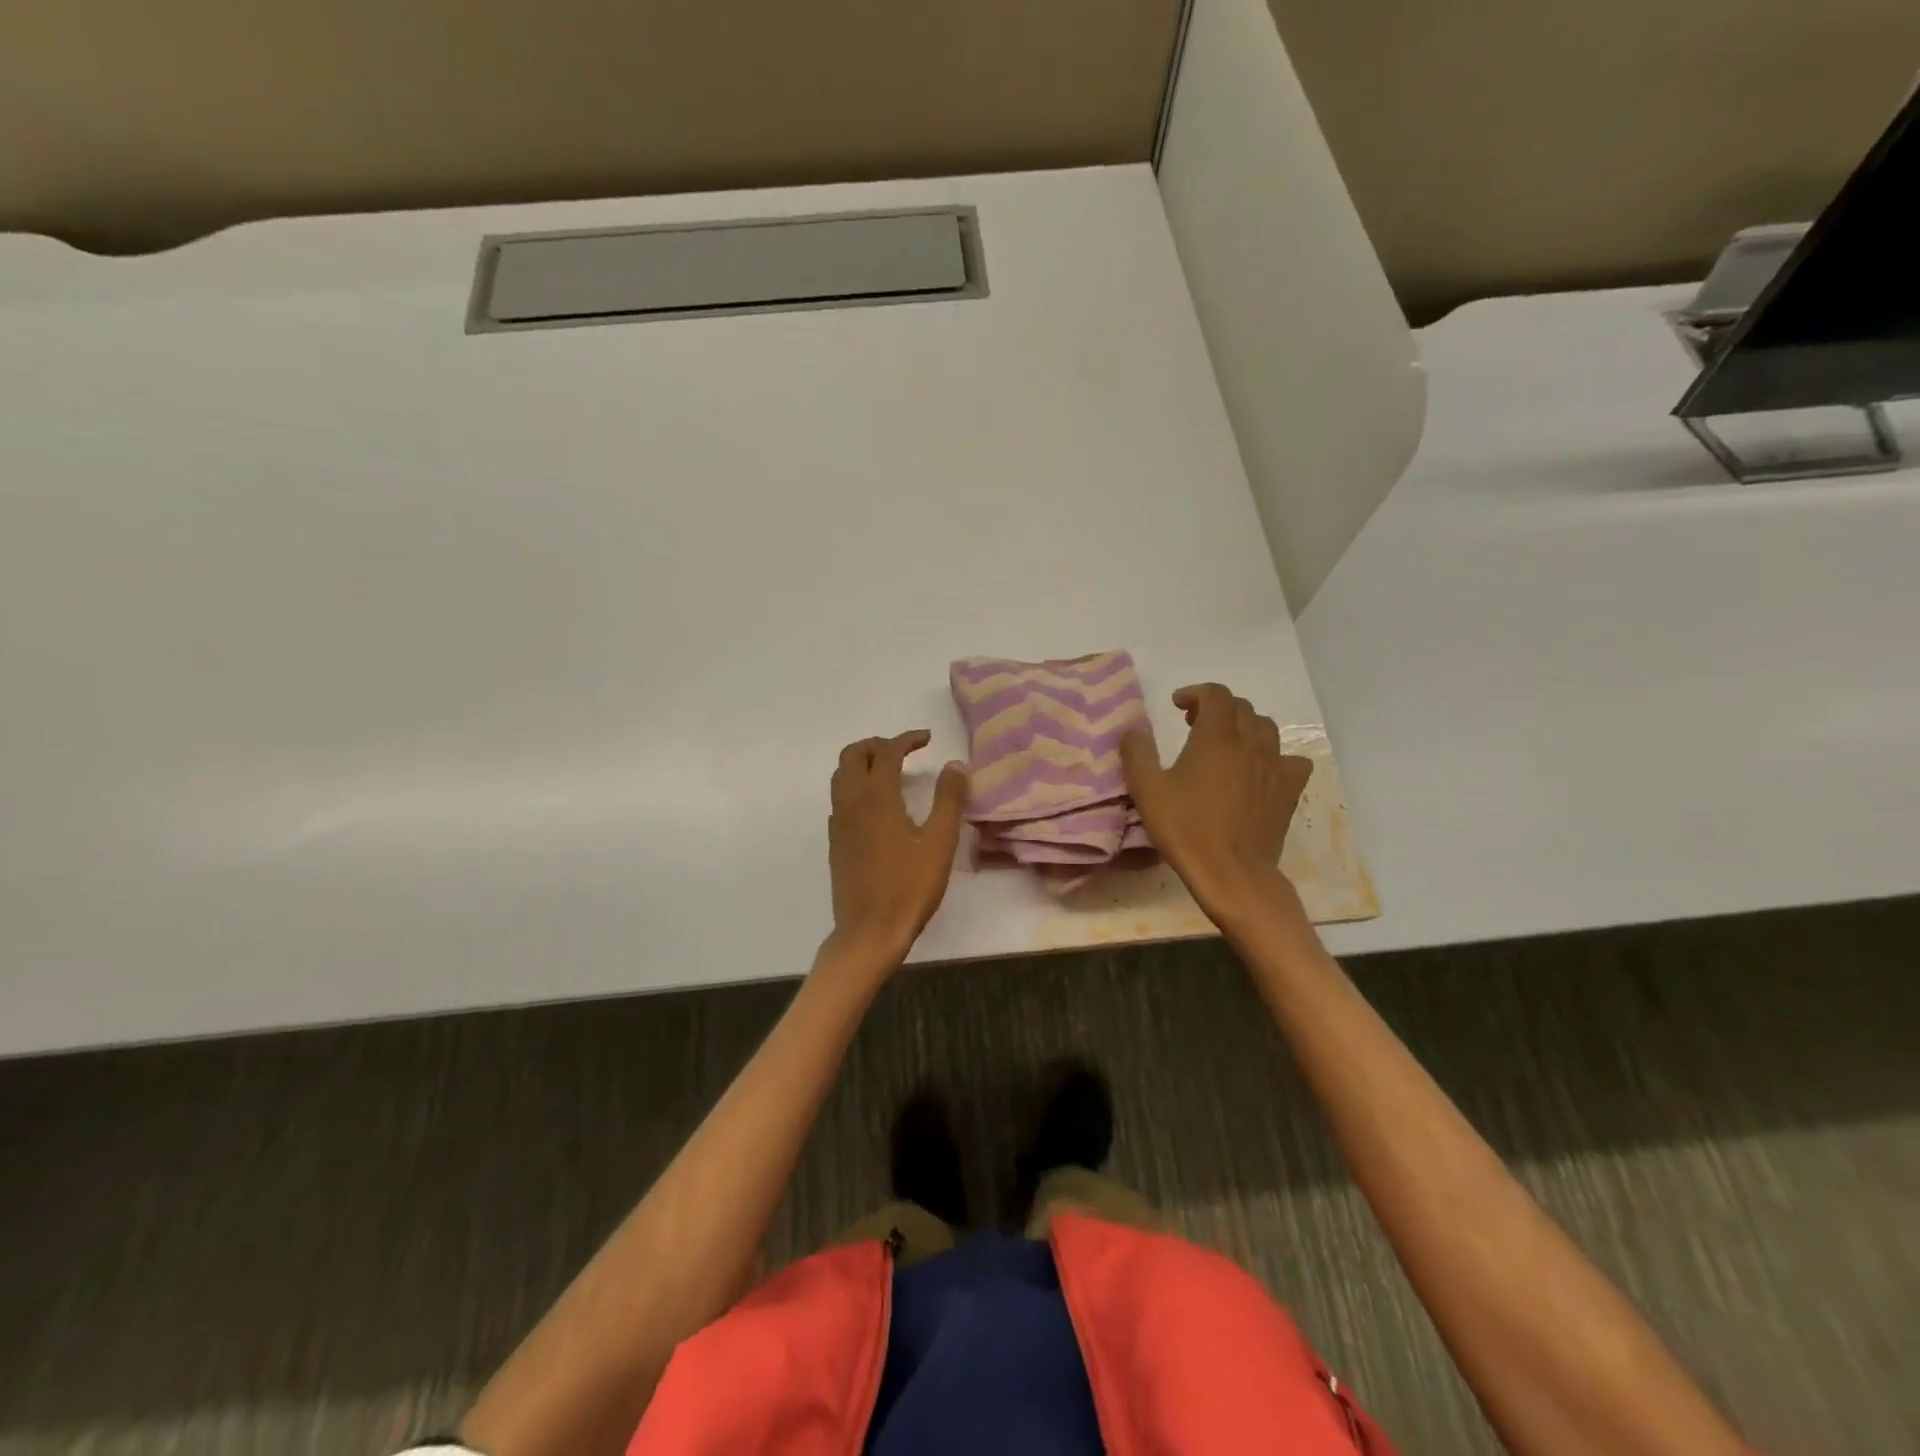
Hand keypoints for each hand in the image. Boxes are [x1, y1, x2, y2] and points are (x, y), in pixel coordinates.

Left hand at [827, 730, 968, 964]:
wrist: (869, 931)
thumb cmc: (909, 887)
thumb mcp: (940, 842)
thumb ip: (949, 799)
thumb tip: (956, 765)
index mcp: (877, 798)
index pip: (887, 752)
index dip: (906, 739)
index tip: (927, 739)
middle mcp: (851, 803)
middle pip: (853, 755)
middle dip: (878, 744)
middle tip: (905, 751)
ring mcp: (839, 822)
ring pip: (841, 775)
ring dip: (863, 762)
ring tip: (890, 770)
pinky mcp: (835, 841)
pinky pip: (839, 798)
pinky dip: (855, 785)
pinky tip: (877, 804)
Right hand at [1119, 684, 1312, 927]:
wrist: (1232, 873)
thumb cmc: (1186, 828)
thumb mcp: (1147, 790)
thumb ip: (1137, 753)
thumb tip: (1133, 730)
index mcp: (1216, 736)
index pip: (1215, 694)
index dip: (1195, 693)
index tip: (1177, 704)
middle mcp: (1250, 742)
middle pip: (1241, 708)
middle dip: (1216, 708)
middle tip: (1193, 725)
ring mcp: (1275, 766)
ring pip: (1266, 729)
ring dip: (1244, 727)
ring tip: (1225, 744)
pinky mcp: (1289, 790)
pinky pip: (1289, 759)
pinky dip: (1273, 756)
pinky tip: (1259, 771)